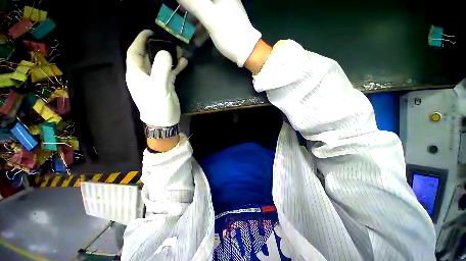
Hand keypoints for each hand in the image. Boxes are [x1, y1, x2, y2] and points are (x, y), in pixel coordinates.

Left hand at [126, 30, 187, 126]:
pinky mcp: (166, 85)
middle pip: (150, 56)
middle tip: (171, 42)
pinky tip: (184, 63)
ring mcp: (156, 80)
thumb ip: (161, 70)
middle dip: (159, 48)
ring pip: (161, 64)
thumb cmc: (157, 106)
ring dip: (170, 57)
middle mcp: (145, 75)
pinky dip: (176, 67)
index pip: (134, 52)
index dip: (140, 40)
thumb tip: (166, 52)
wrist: (165, 121)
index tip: (151, 32)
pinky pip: (170, 72)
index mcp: (136, 73)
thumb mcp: (159, 88)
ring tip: (181, 52)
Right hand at [178, 0, 260, 66]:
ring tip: (190, 32)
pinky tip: (199, 40)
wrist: (247, 52)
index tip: (182, 7)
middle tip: (183, 15)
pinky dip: (204, 29)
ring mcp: (225, 11)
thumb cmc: (230, 35)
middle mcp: (224, 0)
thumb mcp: (210, 19)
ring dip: (196, 21)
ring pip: (206, 11)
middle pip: (203, 2)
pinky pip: (212, 21)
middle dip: (192, 9)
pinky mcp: (226, 23)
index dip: (190, 3)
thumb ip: (194, 4)